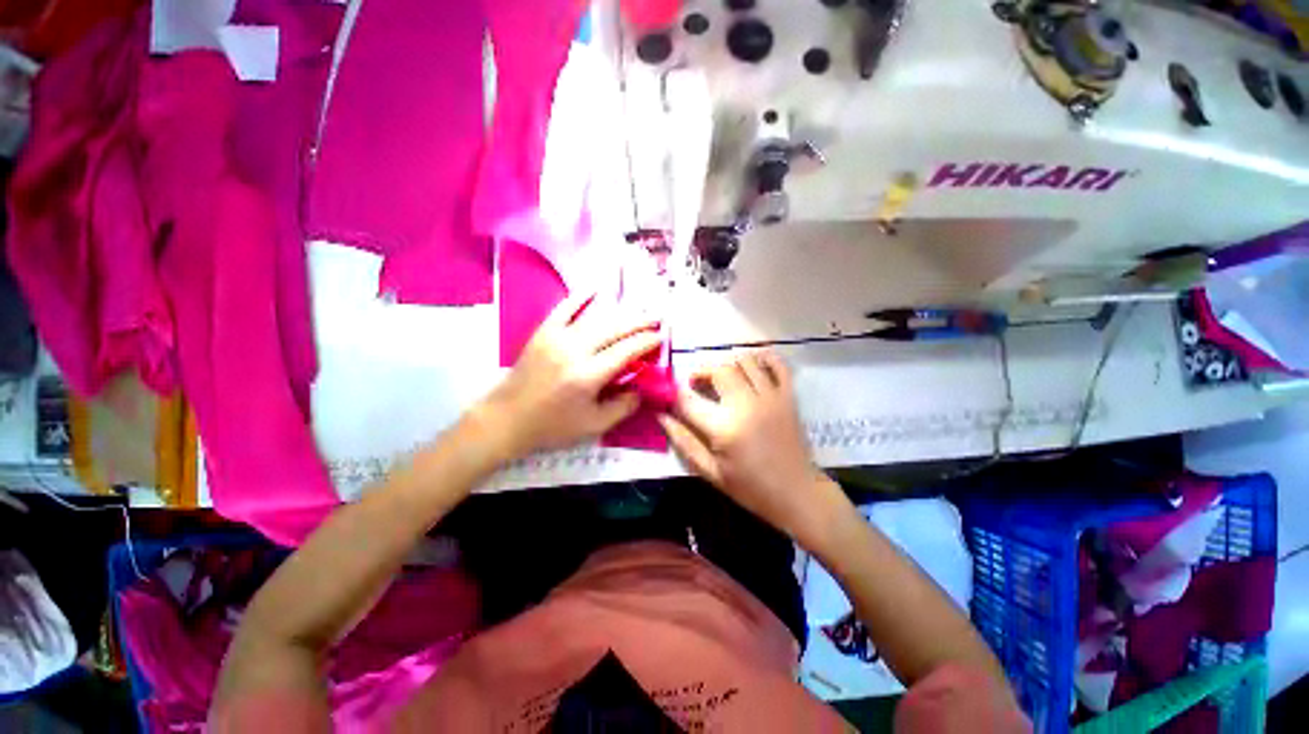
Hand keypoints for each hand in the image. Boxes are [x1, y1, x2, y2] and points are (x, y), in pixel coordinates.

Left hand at [474, 291, 662, 459]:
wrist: (507, 419)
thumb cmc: (552, 426)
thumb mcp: (594, 425)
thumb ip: (624, 406)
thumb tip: (644, 387)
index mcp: (587, 376)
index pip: (626, 351)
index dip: (647, 342)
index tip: (661, 337)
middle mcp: (574, 351)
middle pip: (615, 329)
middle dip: (640, 322)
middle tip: (657, 319)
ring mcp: (556, 337)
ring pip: (596, 318)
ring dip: (621, 313)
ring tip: (638, 310)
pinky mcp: (543, 332)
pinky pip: (564, 309)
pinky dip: (580, 297)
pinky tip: (595, 289)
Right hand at [658, 350, 844, 540]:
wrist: (797, 493)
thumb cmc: (750, 487)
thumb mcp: (711, 471)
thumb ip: (684, 441)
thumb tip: (661, 416)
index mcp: (724, 427)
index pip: (688, 400)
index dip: (672, 393)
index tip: (669, 394)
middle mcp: (747, 404)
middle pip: (718, 369)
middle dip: (701, 372)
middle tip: (697, 384)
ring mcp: (771, 397)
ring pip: (745, 361)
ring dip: (728, 363)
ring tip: (722, 377)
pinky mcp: (788, 396)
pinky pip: (778, 364)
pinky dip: (764, 357)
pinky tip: (752, 363)